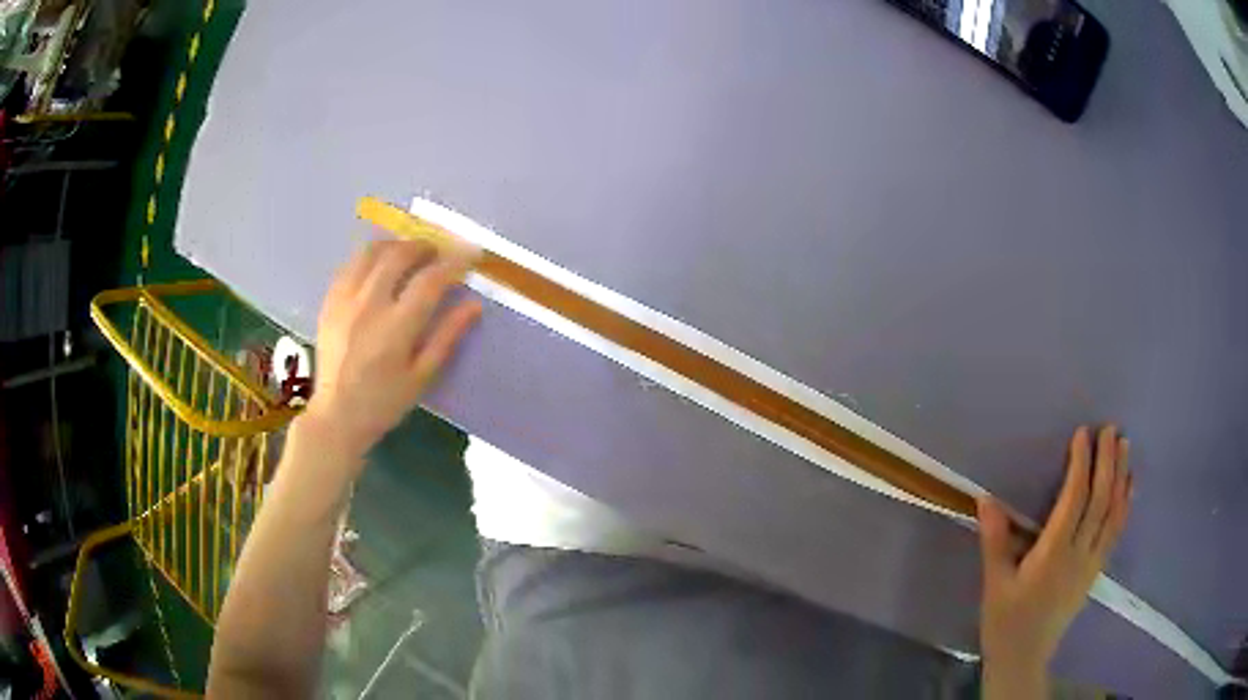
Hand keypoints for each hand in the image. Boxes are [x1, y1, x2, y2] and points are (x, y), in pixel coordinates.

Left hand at [304, 238, 481, 470]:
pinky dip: (369, 257)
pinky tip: (378, 266)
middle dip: (424, 246)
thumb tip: (474, 305)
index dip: (454, 263)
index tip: (469, 256)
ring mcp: (345, 300)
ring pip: (371, 252)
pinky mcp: (329, 301)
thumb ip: (447, 337)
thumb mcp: (422, 377)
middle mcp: (369, 305)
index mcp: (396, 328)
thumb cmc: (383, 402)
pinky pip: (350, 265)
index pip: (430, 280)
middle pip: (399, 255)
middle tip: (438, 251)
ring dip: (395, 245)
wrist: (335, 415)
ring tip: (408, 252)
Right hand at [977, 425, 1131, 687]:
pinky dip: (1125, 505)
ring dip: (1122, 477)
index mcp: (1054, 554)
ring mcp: (1092, 563)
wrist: (1024, 658)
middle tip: (1112, 429)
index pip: (1075, 500)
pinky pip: (1116, 531)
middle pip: (1101, 501)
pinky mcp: (1096, 571)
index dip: (1081, 465)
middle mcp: (1080, 553)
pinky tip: (1130, 487)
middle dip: (1108, 462)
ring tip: (1126, 447)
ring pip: (1114, 513)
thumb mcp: (995, 584)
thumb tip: (986, 498)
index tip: (1083, 433)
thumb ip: (995, 541)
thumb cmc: (1006, 621)